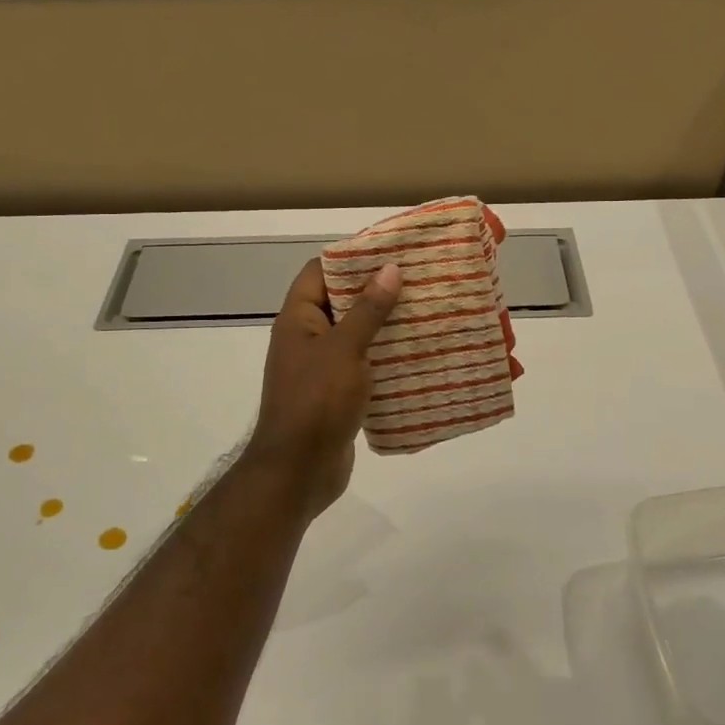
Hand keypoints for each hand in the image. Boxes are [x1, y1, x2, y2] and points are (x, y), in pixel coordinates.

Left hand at [243, 257, 401, 519]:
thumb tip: (389, 268)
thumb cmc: (316, 402)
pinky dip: (385, 359)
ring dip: (385, 326)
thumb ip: (368, 309)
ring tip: (426, 312)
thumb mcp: (344, 349)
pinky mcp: (337, 395)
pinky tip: (418, 355)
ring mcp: (321, 369)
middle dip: (376, 291)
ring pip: (356, 336)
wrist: (298, 473)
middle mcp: (307, 339)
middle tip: (418, 280)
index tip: (389, 250)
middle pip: (341, 302)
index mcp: (298, 320)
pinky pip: (363, 366)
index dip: (350, 257)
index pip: (319, 272)